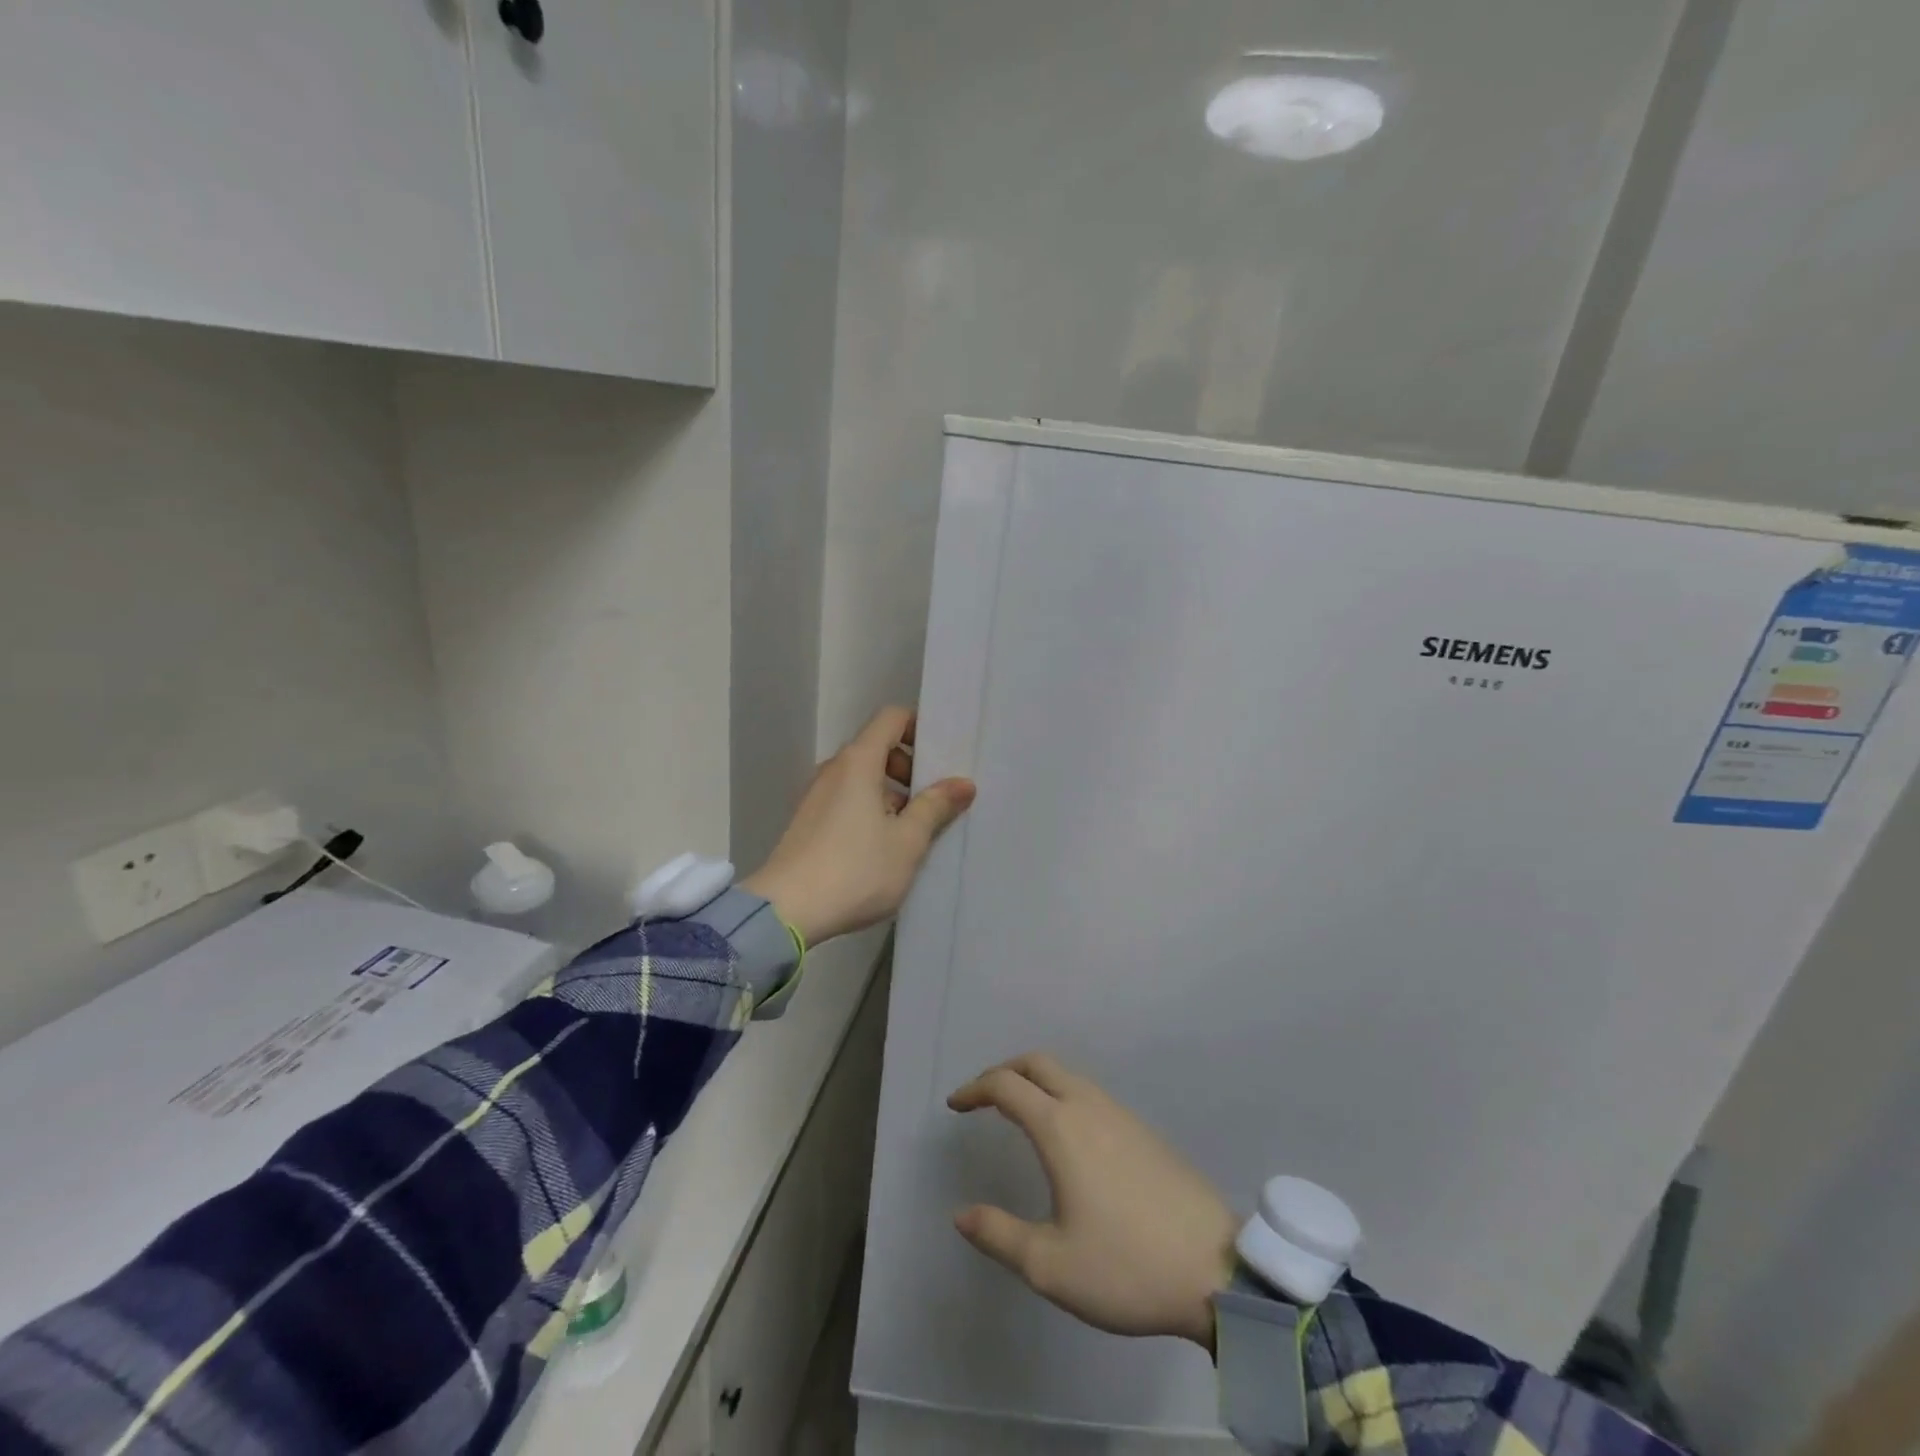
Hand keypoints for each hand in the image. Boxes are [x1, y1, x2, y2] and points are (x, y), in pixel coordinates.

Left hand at [741, 706, 974, 946]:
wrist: (786, 911)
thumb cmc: (856, 869)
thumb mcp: (907, 841)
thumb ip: (936, 807)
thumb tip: (963, 783)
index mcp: (859, 762)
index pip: (891, 718)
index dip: (919, 728)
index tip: (941, 758)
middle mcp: (834, 769)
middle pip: (877, 748)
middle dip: (909, 769)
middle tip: (933, 802)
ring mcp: (816, 796)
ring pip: (863, 778)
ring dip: (891, 795)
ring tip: (912, 833)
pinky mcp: (808, 821)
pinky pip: (847, 800)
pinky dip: (869, 810)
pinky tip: (882, 849)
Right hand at [947, 1054, 1237, 1351]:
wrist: (1216, 1270)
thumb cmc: (1126, 1267)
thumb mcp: (1050, 1265)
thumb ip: (999, 1235)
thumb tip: (961, 1214)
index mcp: (1060, 1127)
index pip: (1006, 1085)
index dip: (974, 1089)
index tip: (955, 1105)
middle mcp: (1087, 1106)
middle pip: (1037, 1063)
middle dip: (1004, 1071)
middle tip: (982, 1098)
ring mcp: (1120, 1114)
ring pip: (1067, 1074)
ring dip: (1035, 1080)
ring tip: (1018, 1112)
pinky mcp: (1142, 1130)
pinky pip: (1089, 1092)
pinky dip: (1062, 1093)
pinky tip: (1065, 1134)